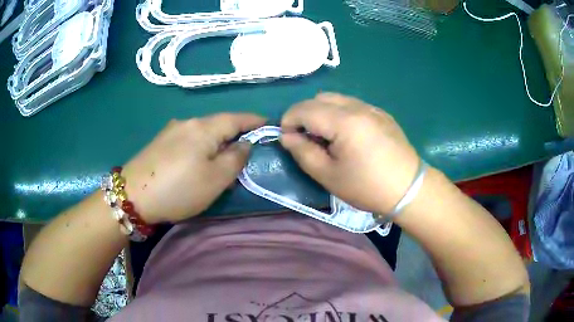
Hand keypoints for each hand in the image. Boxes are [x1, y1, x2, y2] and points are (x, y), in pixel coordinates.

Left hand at [122, 113, 265, 223]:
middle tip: (243, 153)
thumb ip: (236, 159)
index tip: (267, 123)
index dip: (254, 120)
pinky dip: (199, 147)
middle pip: (218, 124)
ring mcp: (171, 130)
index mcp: (204, 127)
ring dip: (215, 142)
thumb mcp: (216, 179)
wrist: (132, 195)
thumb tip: (243, 144)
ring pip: (202, 132)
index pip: (236, 118)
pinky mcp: (160, 141)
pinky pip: (188, 139)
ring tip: (219, 161)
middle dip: (234, 134)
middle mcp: (187, 122)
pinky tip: (195, 162)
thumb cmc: (179, 189)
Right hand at [280, 93, 419, 214]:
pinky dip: (340, 113)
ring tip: (326, 137)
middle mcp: (358, 106)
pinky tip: (347, 135)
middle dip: (304, 114)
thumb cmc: (367, 187)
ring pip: (336, 99)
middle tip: (306, 139)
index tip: (288, 139)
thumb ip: (303, 152)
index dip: (288, 121)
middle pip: (319, 98)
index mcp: (344, 121)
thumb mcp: (328, 176)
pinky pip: (353, 105)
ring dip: (322, 112)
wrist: (409, 189)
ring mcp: (372, 108)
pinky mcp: (381, 113)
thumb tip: (287, 136)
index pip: (304, 109)